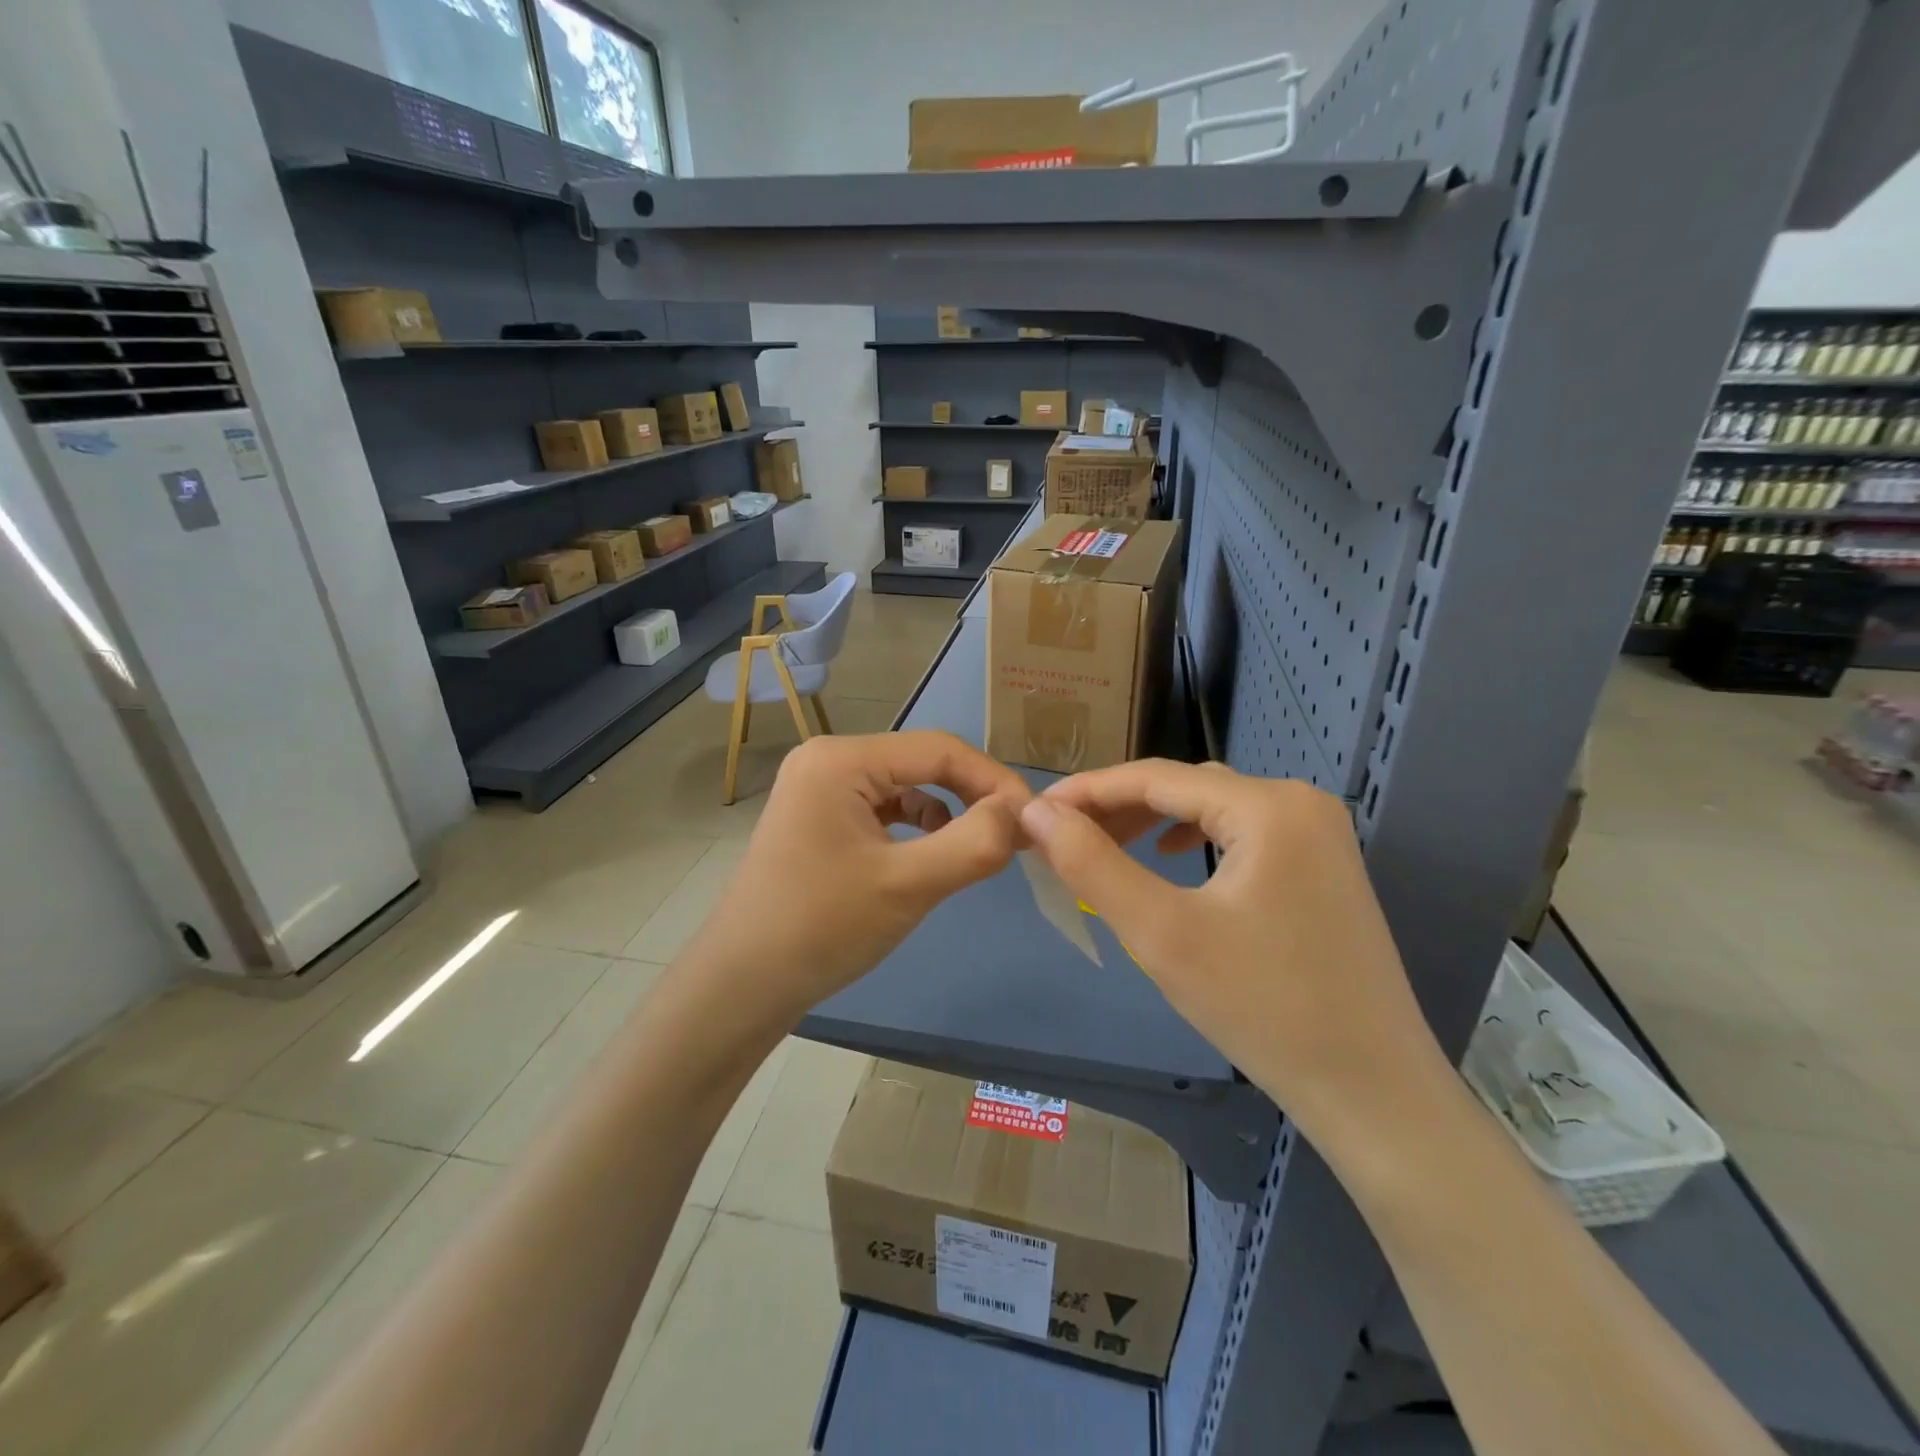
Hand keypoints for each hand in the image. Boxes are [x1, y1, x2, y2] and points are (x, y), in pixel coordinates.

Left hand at [687, 732, 1030, 1022]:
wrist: (741, 986)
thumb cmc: (821, 929)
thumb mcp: (907, 885)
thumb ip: (974, 843)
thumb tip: (1022, 814)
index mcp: (841, 759)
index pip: (940, 749)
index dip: (994, 781)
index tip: (1035, 822)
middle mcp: (828, 760)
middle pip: (922, 764)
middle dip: (973, 797)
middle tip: (1015, 837)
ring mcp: (820, 789)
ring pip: (906, 787)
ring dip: (949, 813)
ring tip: (980, 849)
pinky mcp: (821, 819)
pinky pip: (884, 810)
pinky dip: (918, 828)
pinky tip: (934, 854)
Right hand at [1018, 760, 1445, 1135]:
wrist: (1373, 1093)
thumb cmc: (1262, 1008)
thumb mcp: (1161, 932)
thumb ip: (1092, 863)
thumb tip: (1037, 812)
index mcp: (1268, 806)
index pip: (1156, 777)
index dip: (1088, 790)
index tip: (1035, 810)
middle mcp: (1300, 802)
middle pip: (1187, 787)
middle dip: (1119, 806)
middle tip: (1061, 834)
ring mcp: (1319, 834)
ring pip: (1213, 808)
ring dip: (1153, 820)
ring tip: (1105, 844)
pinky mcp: (1323, 867)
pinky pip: (1242, 833)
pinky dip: (1195, 838)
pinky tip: (1171, 857)